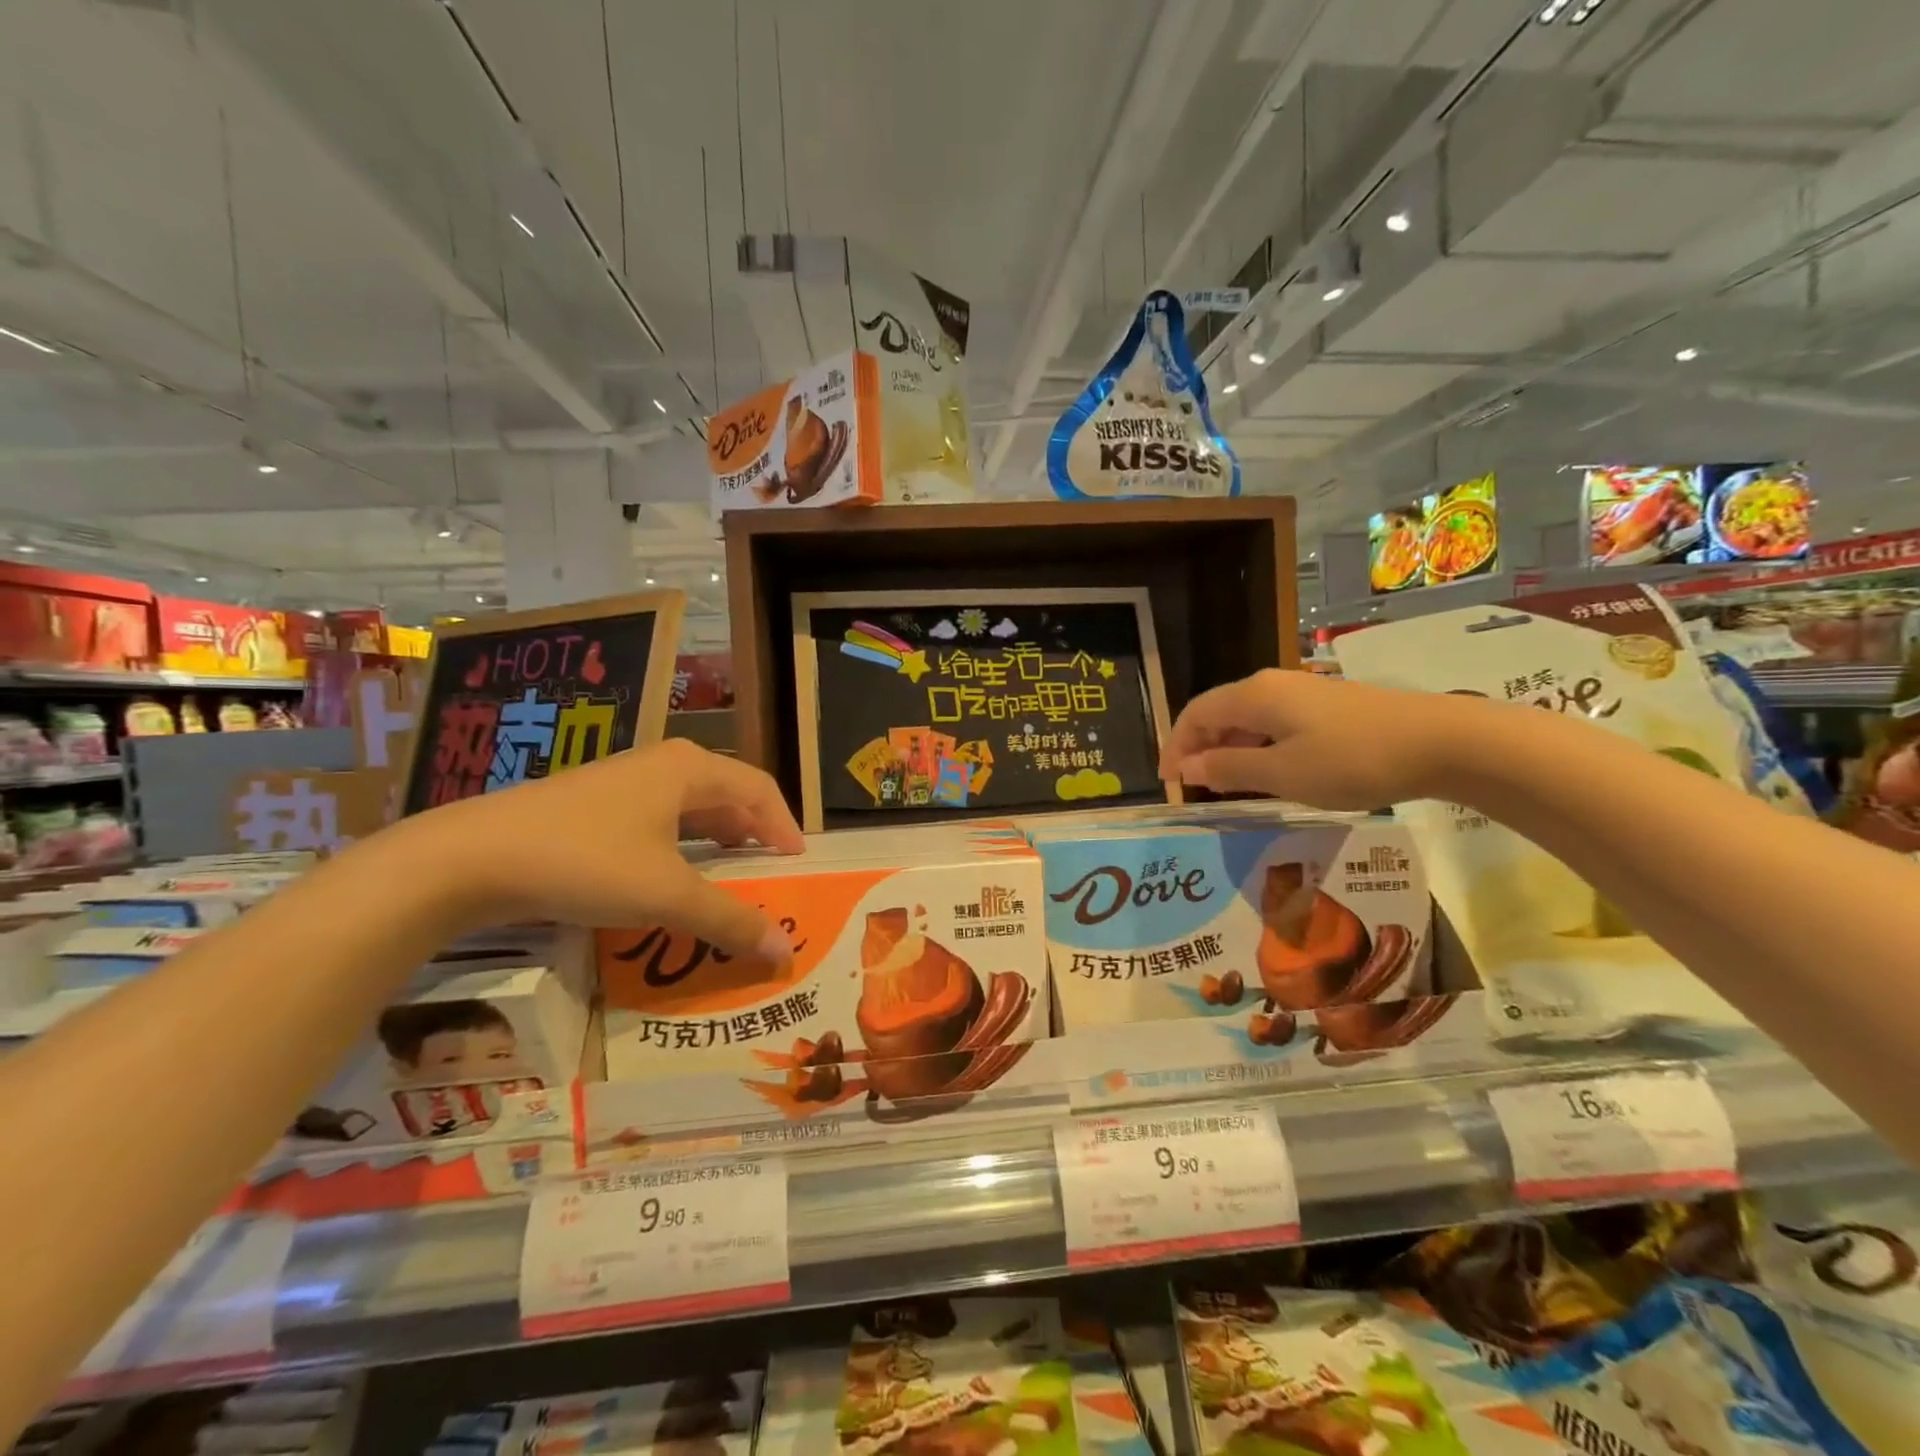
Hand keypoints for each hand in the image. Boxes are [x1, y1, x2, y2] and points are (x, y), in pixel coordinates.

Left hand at [409, 739, 803, 958]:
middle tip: (768, 870)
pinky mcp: (592, 802)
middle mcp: (662, 764)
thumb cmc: (586, 861)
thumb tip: (785, 953)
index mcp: (690, 769)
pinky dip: (680, 843)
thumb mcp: (667, 895)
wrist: (470, 858)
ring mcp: (623, 780)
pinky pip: (657, 817)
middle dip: (752, 831)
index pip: (759, 790)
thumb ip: (730, 920)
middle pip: (727, 793)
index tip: (798, 862)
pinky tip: (668, 873)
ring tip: (727, 872)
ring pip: (689, 805)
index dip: (784, 825)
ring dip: (716, 837)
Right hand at [1159, 669, 1473, 810]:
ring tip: (1226, 786)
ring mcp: (1302, 692)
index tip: (1168, 783)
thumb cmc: (1351, 760)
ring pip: (1247, 719)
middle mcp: (1272, 685)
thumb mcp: (1282, 773)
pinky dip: (1257, 747)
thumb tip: (1187, 768)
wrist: (1441, 741)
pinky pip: (1274, 723)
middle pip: (1219, 712)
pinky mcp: (1326, 705)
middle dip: (1199, 748)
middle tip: (1193, 789)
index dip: (1175, 746)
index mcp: (1254, 695)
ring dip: (1229, 749)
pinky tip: (1269, 772)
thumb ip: (1229, 769)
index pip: (1195, 714)